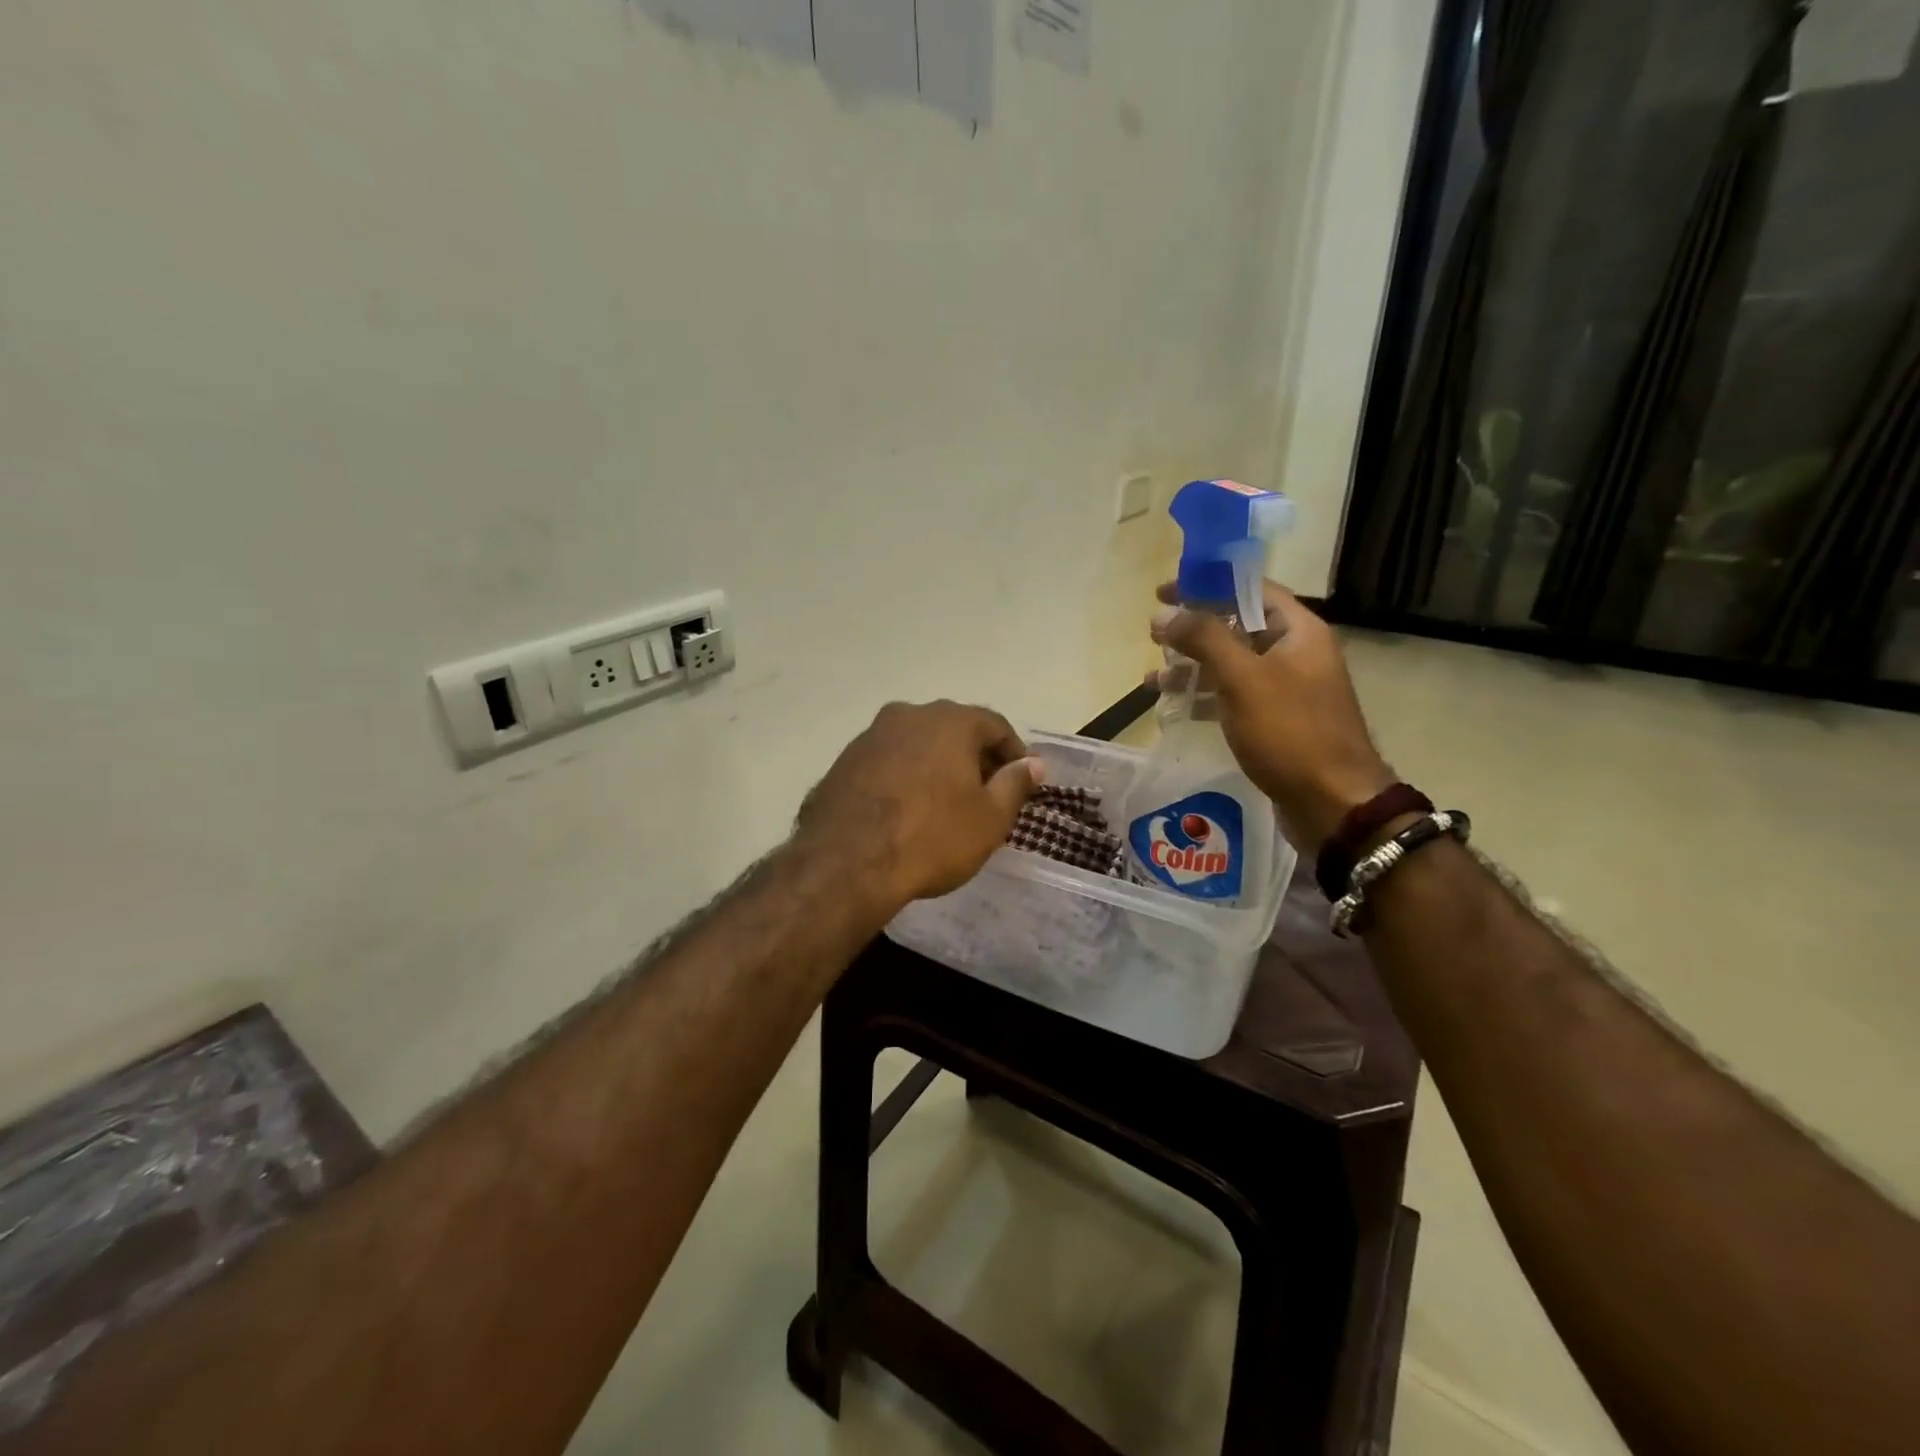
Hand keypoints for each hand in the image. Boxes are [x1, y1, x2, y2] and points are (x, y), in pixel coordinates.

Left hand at [794, 701, 1043, 912]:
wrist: (846, 864)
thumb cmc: (931, 837)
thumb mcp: (989, 818)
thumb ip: (1015, 784)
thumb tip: (1032, 764)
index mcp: (949, 721)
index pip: (995, 726)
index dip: (1014, 753)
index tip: (1023, 781)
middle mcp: (908, 715)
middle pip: (954, 730)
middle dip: (974, 758)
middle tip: (987, 793)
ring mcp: (870, 736)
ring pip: (917, 744)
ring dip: (936, 766)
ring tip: (945, 803)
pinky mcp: (843, 761)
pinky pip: (888, 762)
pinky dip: (905, 777)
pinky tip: (906, 810)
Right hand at [1151, 581, 1392, 853]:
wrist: (1333, 803)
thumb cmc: (1291, 733)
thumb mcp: (1244, 679)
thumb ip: (1204, 639)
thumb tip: (1163, 613)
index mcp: (1298, 631)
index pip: (1250, 589)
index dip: (1206, 585)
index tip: (1164, 591)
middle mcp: (1294, 653)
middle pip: (1237, 626)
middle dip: (1193, 629)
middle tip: (1154, 635)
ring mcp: (1285, 689)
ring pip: (1231, 664)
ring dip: (1192, 666)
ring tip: (1153, 678)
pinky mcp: (1275, 721)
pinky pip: (1233, 696)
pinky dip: (1204, 696)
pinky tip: (1174, 706)